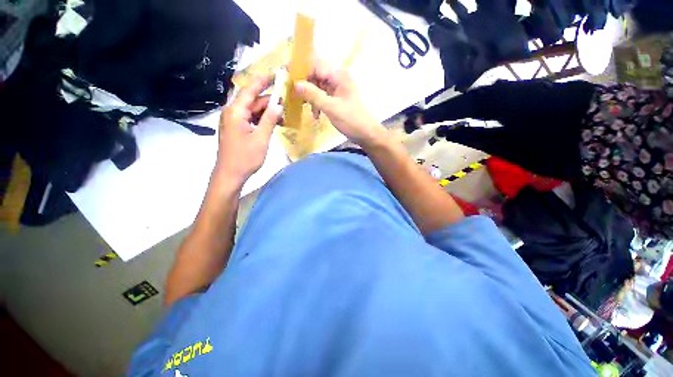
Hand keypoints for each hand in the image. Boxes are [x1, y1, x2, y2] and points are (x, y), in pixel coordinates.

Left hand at [216, 77, 281, 181]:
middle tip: (287, 102)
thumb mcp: (261, 138)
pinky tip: (274, 124)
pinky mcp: (237, 128)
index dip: (263, 80)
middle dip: (270, 101)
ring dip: (268, 112)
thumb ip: (269, 120)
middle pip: (253, 100)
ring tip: (284, 117)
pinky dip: (263, 120)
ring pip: (253, 110)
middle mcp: (232, 112)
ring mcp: (234, 121)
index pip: (250, 90)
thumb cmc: (245, 158)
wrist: (230, 174)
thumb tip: (279, 105)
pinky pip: (252, 118)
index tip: (276, 73)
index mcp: (235, 112)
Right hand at [294, 60, 386, 147]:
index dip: (300, 68)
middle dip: (303, 84)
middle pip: (315, 75)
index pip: (315, 64)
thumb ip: (313, 95)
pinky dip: (317, 104)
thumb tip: (295, 83)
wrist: (366, 134)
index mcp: (339, 75)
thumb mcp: (331, 108)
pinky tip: (315, 115)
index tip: (285, 76)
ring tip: (303, 107)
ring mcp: (337, 89)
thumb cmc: (351, 120)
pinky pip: (322, 96)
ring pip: (317, 87)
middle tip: (291, 95)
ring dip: (310, 96)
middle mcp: (338, 78)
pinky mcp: (337, 99)